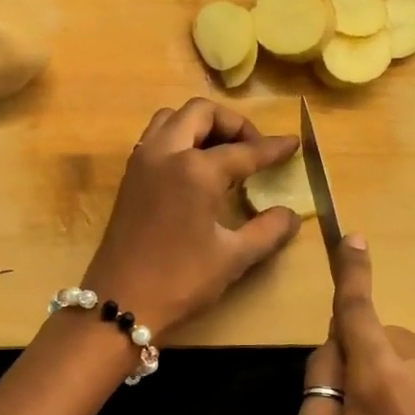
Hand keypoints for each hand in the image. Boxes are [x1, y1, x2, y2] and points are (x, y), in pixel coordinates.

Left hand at [81, 99, 300, 340]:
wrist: (120, 301)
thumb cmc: (180, 280)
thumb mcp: (233, 257)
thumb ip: (267, 230)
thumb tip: (291, 215)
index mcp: (195, 169)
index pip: (243, 150)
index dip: (272, 148)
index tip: (293, 145)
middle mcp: (165, 153)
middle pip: (200, 113)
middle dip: (232, 123)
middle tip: (253, 149)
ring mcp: (142, 162)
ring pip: (171, 118)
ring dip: (200, 125)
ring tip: (223, 153)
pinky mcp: (129, 177)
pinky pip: (155, 138)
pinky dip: (179, 138)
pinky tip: (195, 169)